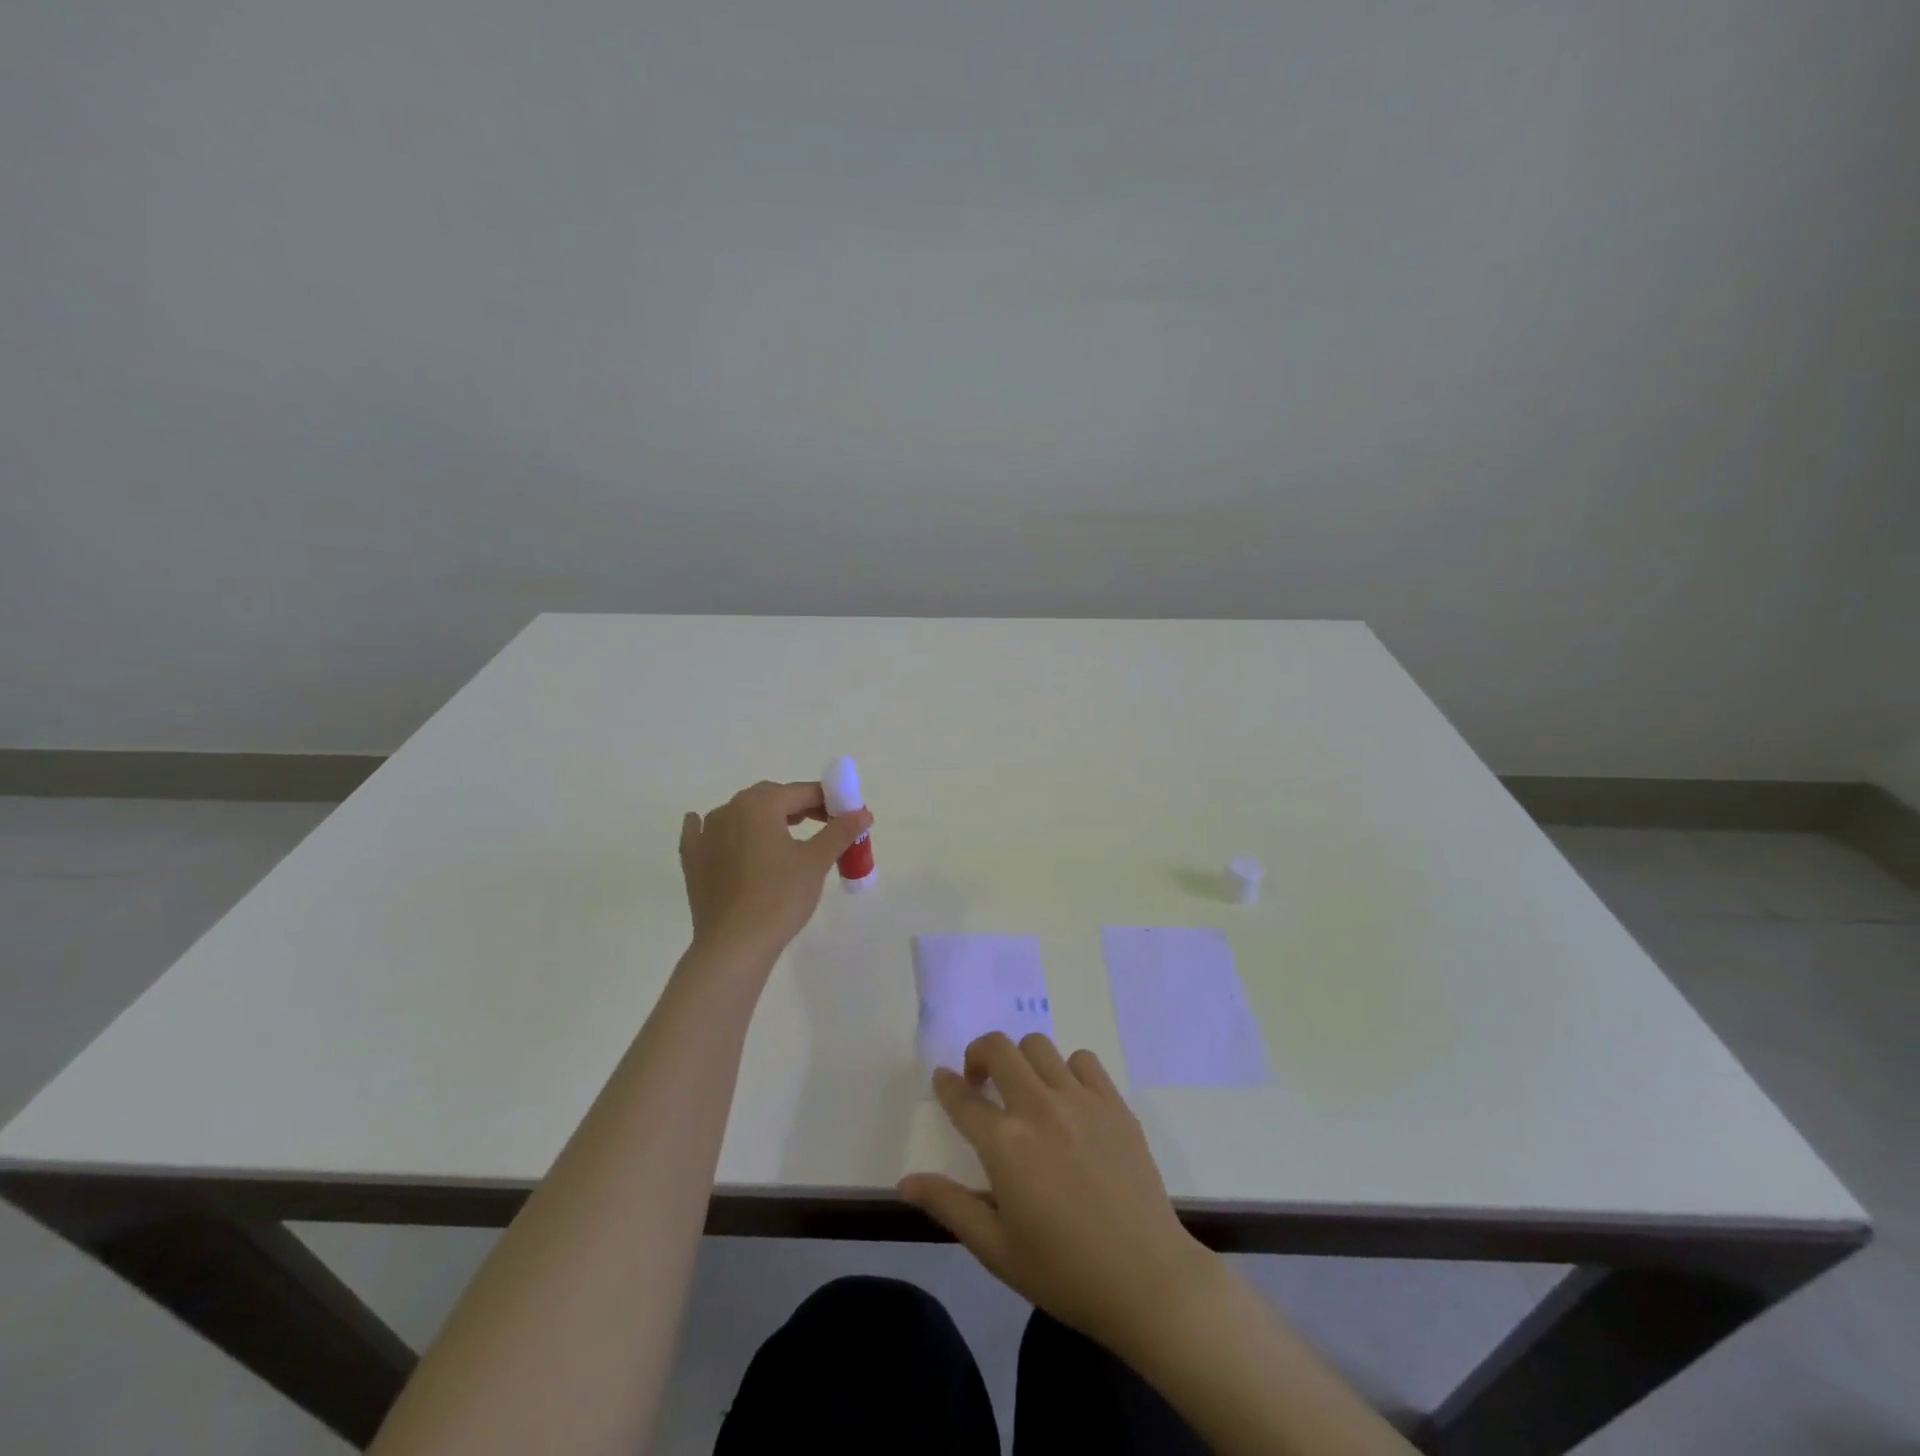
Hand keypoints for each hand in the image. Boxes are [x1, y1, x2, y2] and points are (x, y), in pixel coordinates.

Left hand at [678, 780, 871, 963]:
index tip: (846, 817)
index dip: (828, 801)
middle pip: (770, 798)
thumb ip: (840, 831)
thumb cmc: (779, 898)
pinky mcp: (692, 859)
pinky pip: (704, 833)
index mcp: (760, 804)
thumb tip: (862, 812)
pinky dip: (719, 831)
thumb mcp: (816, 862)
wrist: (733, 946)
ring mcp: (705, 833)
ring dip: (763, 819)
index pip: (802, 792)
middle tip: (822, 827)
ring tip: (784, 838)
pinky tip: (720, 836)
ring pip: (740, 814)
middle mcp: (729, 809)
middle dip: (797, 807)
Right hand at [897, 1033, 1213, 1353]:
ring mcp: (1080, 1100)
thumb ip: (949, 1206)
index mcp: (1005, 1145)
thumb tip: (906, 1181)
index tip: (943, 1080)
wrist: (1146, 1280)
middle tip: (981, 1082)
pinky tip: (1069, 1100)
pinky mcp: (1114, 1103)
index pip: (963, 1099)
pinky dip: (1067, 1069)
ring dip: (1022, 1060)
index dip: (947, 1085)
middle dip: (979, 1056)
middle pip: (998, 1049)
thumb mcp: (996, 1249)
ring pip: (1038, 1046)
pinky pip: (1083, 1060)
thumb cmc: (1064, 1272)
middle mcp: (1038, 1108)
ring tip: (1025, 1089)